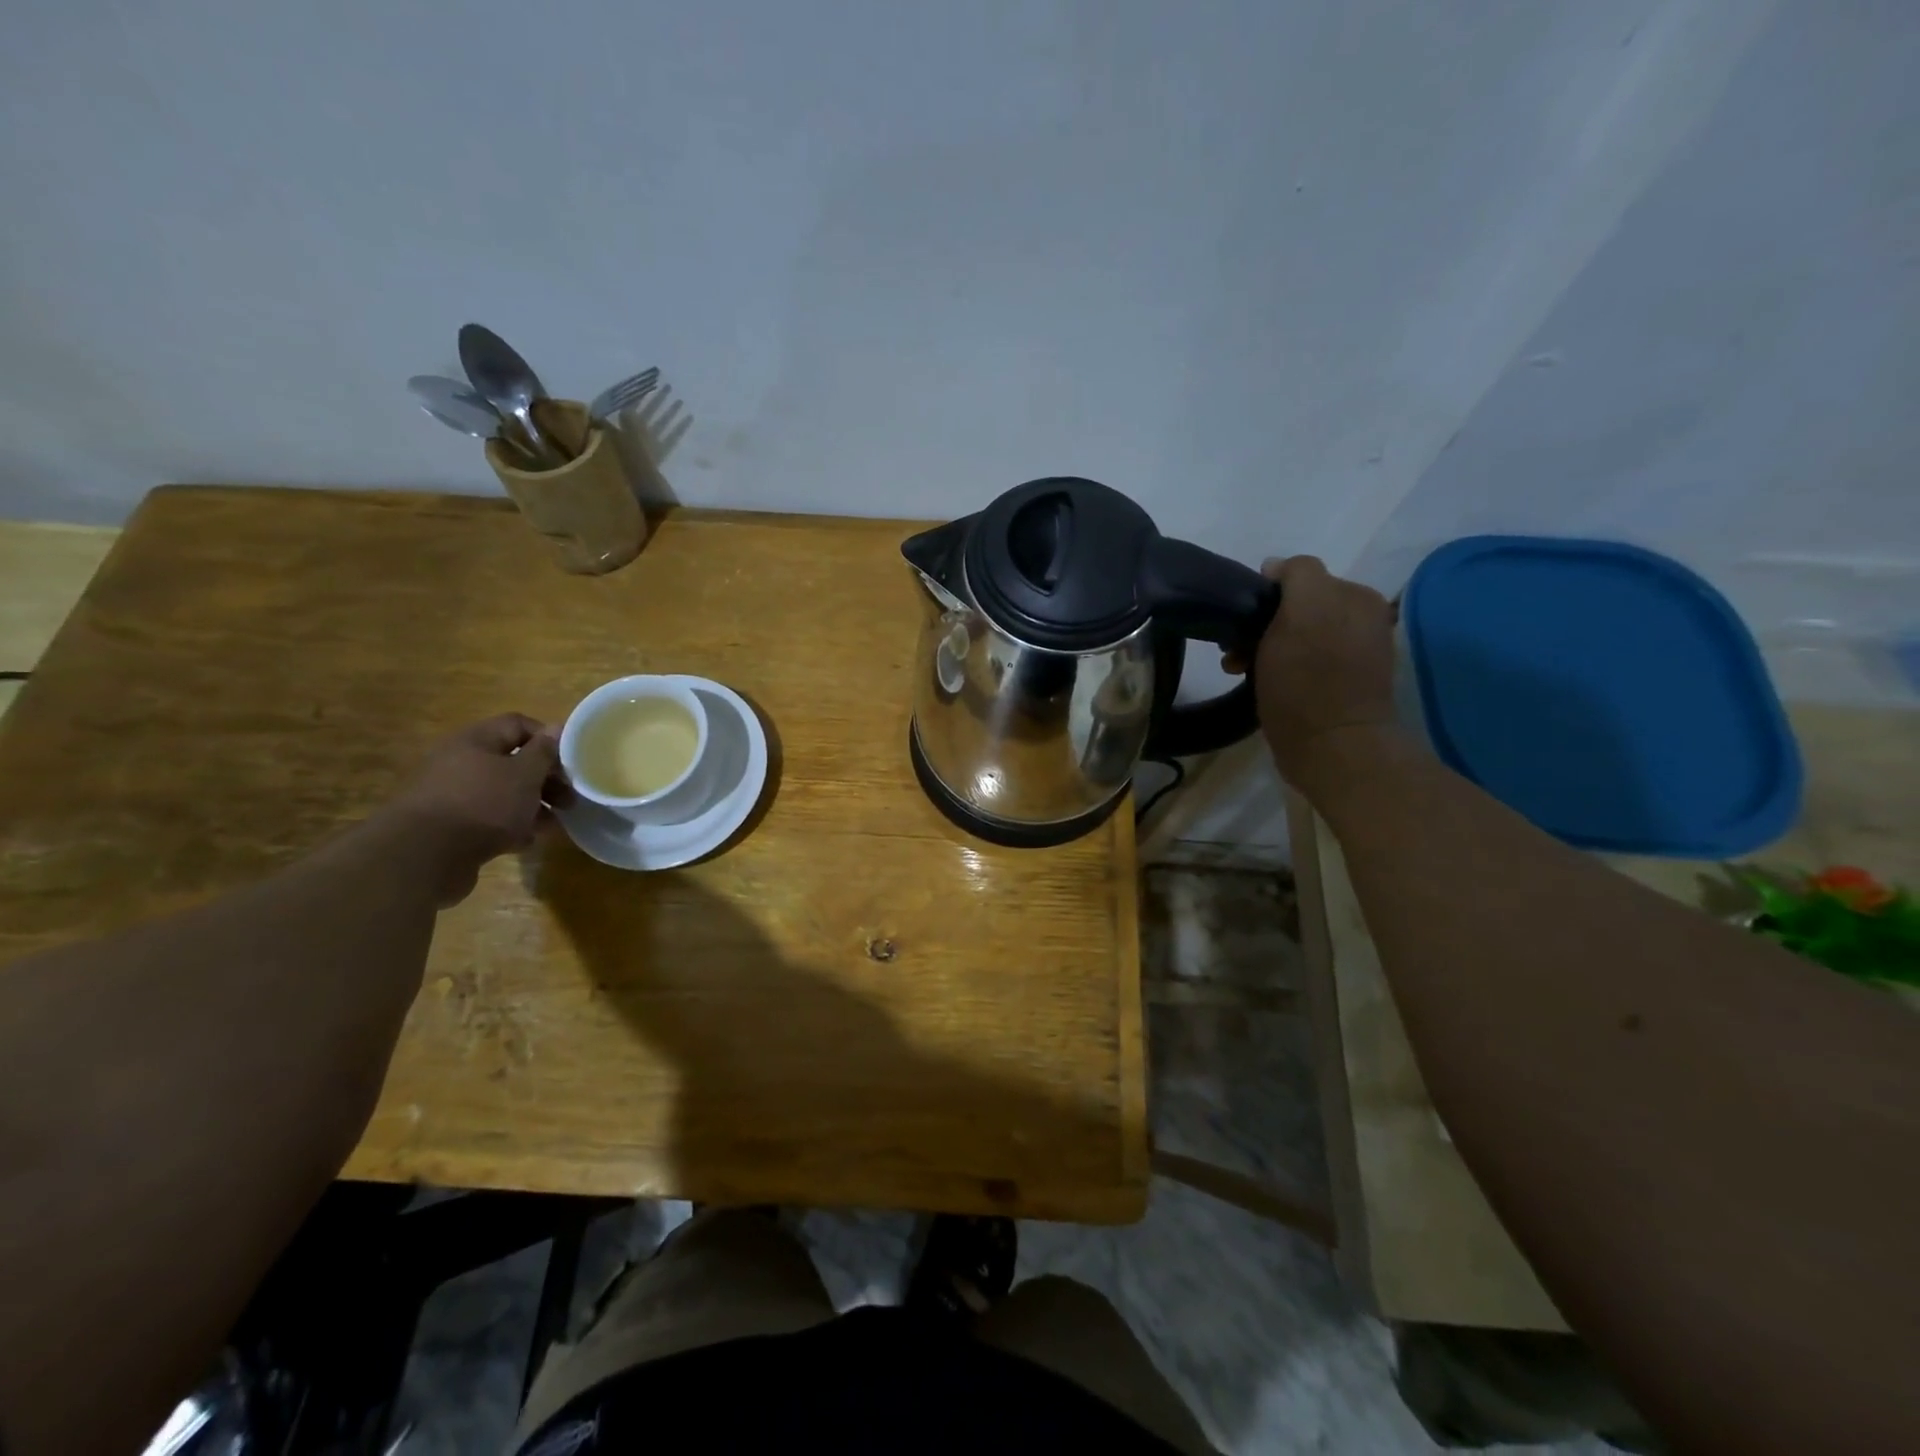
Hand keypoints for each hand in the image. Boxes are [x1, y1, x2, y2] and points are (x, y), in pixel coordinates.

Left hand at [386, 714, 567, 905]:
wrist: (425, 856)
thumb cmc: (484, 804)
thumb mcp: (525, 774)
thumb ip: (544, 751)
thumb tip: (557, 728)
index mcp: (475, 741)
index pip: (518, 725)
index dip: (548, 738)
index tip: (571, 761)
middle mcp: (460, 762)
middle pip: (512, 761)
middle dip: (545, 779)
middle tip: (569, 798)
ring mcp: (452, 795)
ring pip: (503, 793)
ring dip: (531, 805)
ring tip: (554, 824)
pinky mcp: (450, 826)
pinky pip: (488, 819)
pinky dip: (510, 826)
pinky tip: (527, 841)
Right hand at [1238, 556, 1398, 786]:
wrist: (1330, 749)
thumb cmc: (1310, 680)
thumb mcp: (1304, 610)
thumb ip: (1297, 575)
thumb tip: (1276, 567)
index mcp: (1358, 598)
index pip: (1300, 577)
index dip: (1266, 594)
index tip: (1242, 621)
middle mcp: (1360, 621)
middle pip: (1295, 608)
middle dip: (1261, 624)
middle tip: (1235, 650)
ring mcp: (1349, 656)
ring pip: (1292, 636)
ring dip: (1262, 648)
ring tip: (1240, 669)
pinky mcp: (1335, 687)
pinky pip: (1298, 663)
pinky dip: (1276, 668)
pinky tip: (1259, 683)